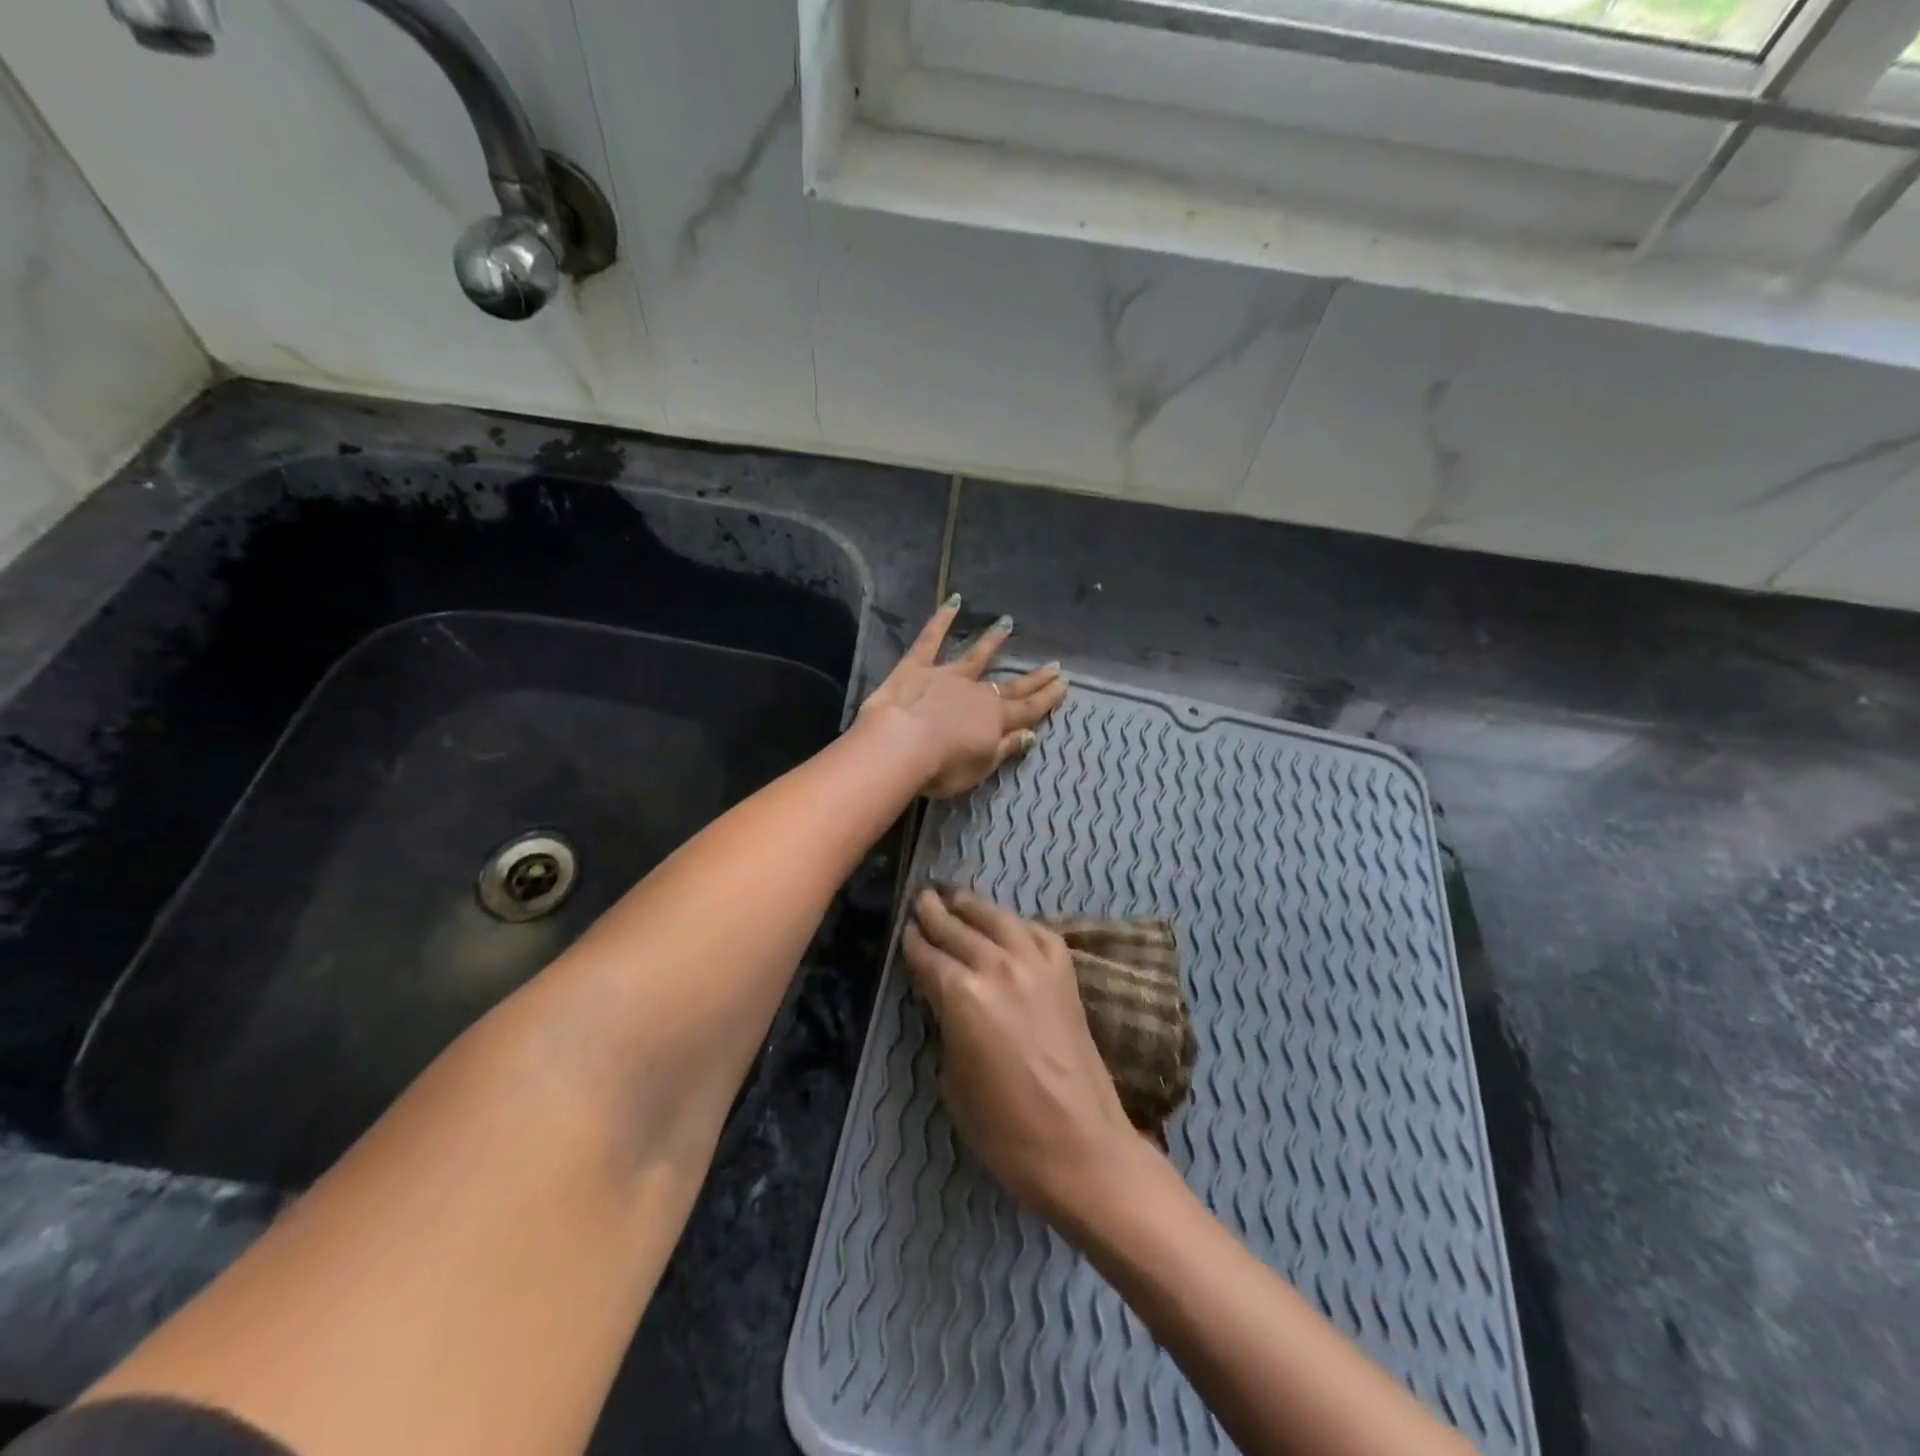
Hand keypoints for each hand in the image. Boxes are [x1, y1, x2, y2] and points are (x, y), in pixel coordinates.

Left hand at [859, 597, 1066, 799]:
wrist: (900, 746)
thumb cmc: (941, 768)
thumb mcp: (980, 768)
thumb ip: (1005, 749)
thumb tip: (1031, 735)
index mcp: (995, 720)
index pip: (1028, 709)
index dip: (1047, 698)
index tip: (1064, 684)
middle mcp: (977, 693)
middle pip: (1010, 685)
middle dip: (1033, 677)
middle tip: (1053, 665)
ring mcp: (947, 676)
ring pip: (975, 656)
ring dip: (992, 640)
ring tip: (1006, 624)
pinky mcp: (917, 667)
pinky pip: (930, 639)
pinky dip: (941, 619)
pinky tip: (953, 601)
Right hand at [903, 887, 1143, 1224]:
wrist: (1081, 1147)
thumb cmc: (1005, 1130)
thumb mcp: (953, 1080)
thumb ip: (945, 1027)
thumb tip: (944, 1002)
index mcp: (963, 995)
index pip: (929, 956)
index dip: (913, 942)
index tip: (904, 928)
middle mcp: (999, 967)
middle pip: (959, 929)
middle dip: (936, 913)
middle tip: (922, 897)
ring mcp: (1037, 966)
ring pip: (998, 919)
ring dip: (973, 906)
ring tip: (956, 896)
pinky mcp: (1066, 976)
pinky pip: (1038, 934)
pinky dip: (1018, 925)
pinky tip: (1009, 925)